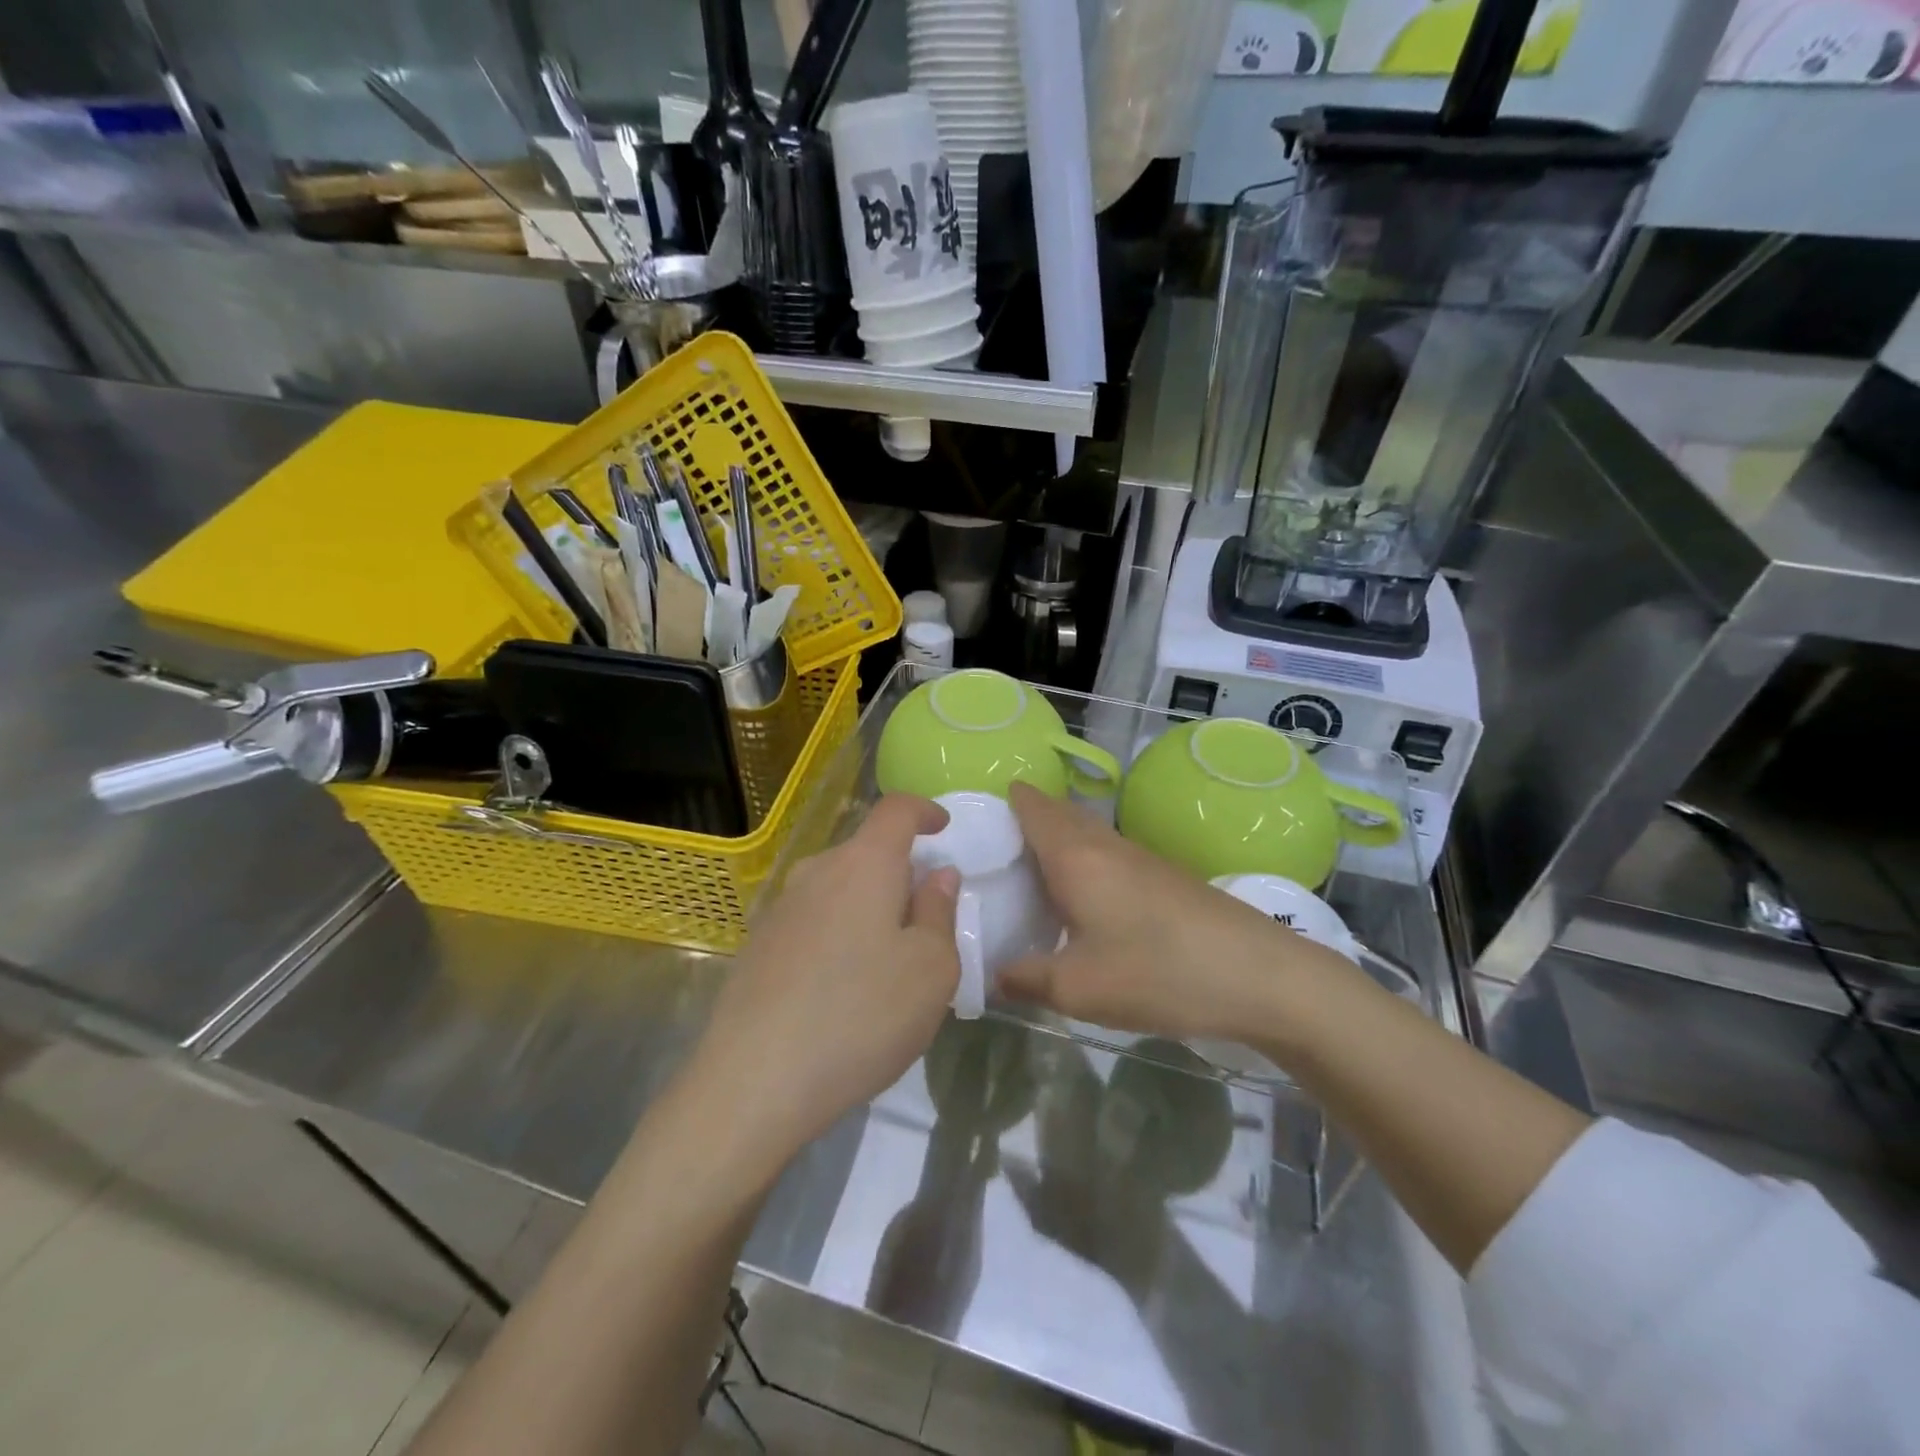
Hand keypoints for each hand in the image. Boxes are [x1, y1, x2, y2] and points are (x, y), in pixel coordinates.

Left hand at [689, 794, 960, 1163]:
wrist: (754, 1082)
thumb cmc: (863, 1015)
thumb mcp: (931, 969)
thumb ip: (940, 912)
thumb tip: (938, 875)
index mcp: (864, 864)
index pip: (896, 810)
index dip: (924, 810)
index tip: (943, 828)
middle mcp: (817, 872)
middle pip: (866, 851)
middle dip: (900, 871)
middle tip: (925, 918)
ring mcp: (780, 909)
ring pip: (837, 887)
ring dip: (868, 906)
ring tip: (887, 960)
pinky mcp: (758, 946)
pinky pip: (813, 920)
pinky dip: (839, 933)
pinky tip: (843, 987)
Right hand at [998, 783, 1335, 1042]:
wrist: (1259, 974)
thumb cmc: (1157, 971)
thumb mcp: (1077, 988)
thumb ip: (1024, 979)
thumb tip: (991, 976)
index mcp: (1074, 855)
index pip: (1030, 805)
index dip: (1000, 804)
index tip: (972, 828)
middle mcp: (1104, 843)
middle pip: (1056, 814)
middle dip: (1023, 825)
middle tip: (990, 860)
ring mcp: (1139, 856)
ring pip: (1084, 835)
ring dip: (1055, 846)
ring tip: (1028, 884)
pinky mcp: (1164, 876)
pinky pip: (1106, 856)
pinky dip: (1082, 866)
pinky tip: (1081, 906)